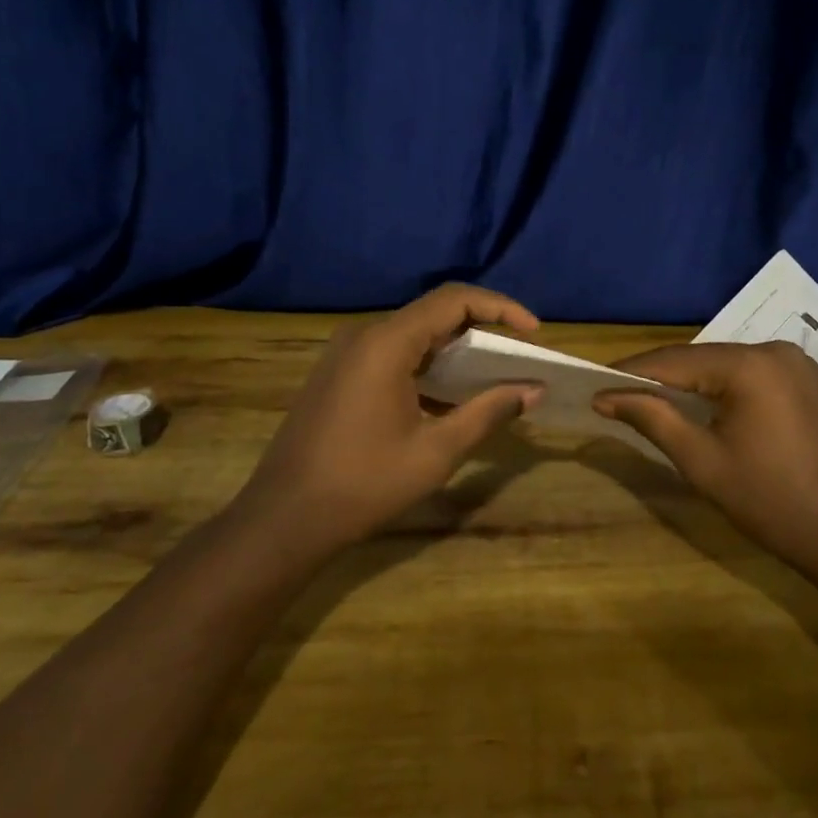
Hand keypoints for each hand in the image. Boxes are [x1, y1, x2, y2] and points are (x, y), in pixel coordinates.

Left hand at [238, 285, 543, 553]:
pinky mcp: (338, 374)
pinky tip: (448, 398)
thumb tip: (533, 391)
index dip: (500, 307)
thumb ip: (488, 413)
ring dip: (454, 349)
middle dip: (481, 329)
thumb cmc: (364, 484)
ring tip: (491, 376)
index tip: (533, 332)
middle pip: (433, 313)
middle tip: (517, 356)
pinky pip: (392, 354)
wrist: (283, 518)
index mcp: (387, 343)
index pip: (454, 300)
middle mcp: (364, 335)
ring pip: (413, 334)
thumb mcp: (436, 451)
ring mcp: (346, 353)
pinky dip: (427, 366)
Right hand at [595, 343, 817, 563]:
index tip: (598, 384)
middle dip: (665, 377)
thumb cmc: (768, 500)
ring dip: (699, 383)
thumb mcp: (701, 460)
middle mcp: (778, 352)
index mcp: (749, 365)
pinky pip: (763, 378)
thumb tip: (606, 396)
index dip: (633, 372)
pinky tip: (720, 411)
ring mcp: (804, 367)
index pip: (675, 360)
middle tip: (625, 395)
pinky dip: (734, 389)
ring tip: (664, 402)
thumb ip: (653, 418)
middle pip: (705, 359)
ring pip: (733, 367)